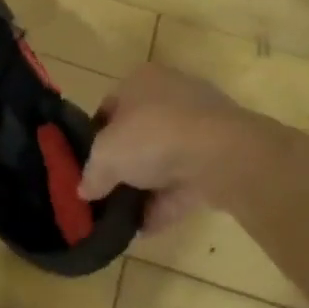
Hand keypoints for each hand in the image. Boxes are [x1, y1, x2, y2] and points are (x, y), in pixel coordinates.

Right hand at [80, 65, 244, 234]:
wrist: (223, 155)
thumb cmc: (153, 137)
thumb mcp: (105, 156)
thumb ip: (92, 174)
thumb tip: (85, 190)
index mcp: (140, 80)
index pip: (109, 107)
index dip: (95, 138)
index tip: (89, 165)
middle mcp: (172, 94)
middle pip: (138, 133)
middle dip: (124, 164)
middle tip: (107, 191)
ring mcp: (202, 125)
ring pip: (165, 158)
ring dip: (146, 187)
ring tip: (124, 216)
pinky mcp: (222, 155)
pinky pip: (186, 180)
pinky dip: (168, 202)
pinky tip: (148, 227)